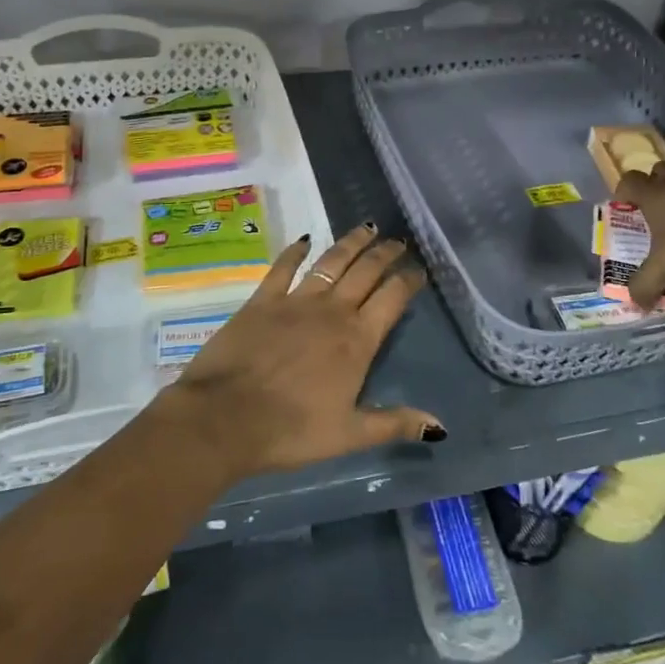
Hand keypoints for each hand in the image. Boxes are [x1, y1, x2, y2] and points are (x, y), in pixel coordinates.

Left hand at [159, 226, 443, 479]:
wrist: (225, 418)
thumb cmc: (291, 431)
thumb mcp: (349, 435)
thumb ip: (394, 424)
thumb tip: (439, 428)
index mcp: (357, 340)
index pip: (392, 299)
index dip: (408, 281)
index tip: (419, 269)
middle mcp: (332, 311)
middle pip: (366, 271)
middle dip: (385, 253)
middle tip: (398, 241)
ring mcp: (296, 301)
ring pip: (331, 261)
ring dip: (351, 242)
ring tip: (367, 228)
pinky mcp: (263, 299)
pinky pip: (283, 267)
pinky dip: (295, 251)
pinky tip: (304, 240)